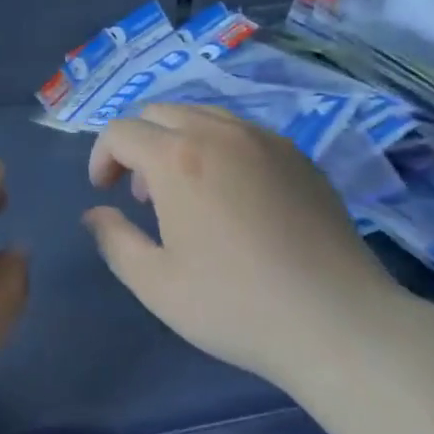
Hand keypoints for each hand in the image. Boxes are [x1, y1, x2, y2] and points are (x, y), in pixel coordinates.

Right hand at [82, 103, 412, 389]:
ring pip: (203, 115)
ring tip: (186, 194)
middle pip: (160, 113)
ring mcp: (265, 140)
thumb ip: (114, 241)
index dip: (101, 157)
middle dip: (138, 145)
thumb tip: (96, 214)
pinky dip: (218, 148)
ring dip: (177, 142)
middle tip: (142, 195)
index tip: (104, 193)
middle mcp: (220, 133)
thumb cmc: (235, 305)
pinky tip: (233, 197)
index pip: (121, 131)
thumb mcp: (156, 284)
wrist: (337, 321)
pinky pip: (242, 132)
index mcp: (178, 158)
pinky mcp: (298, 156)